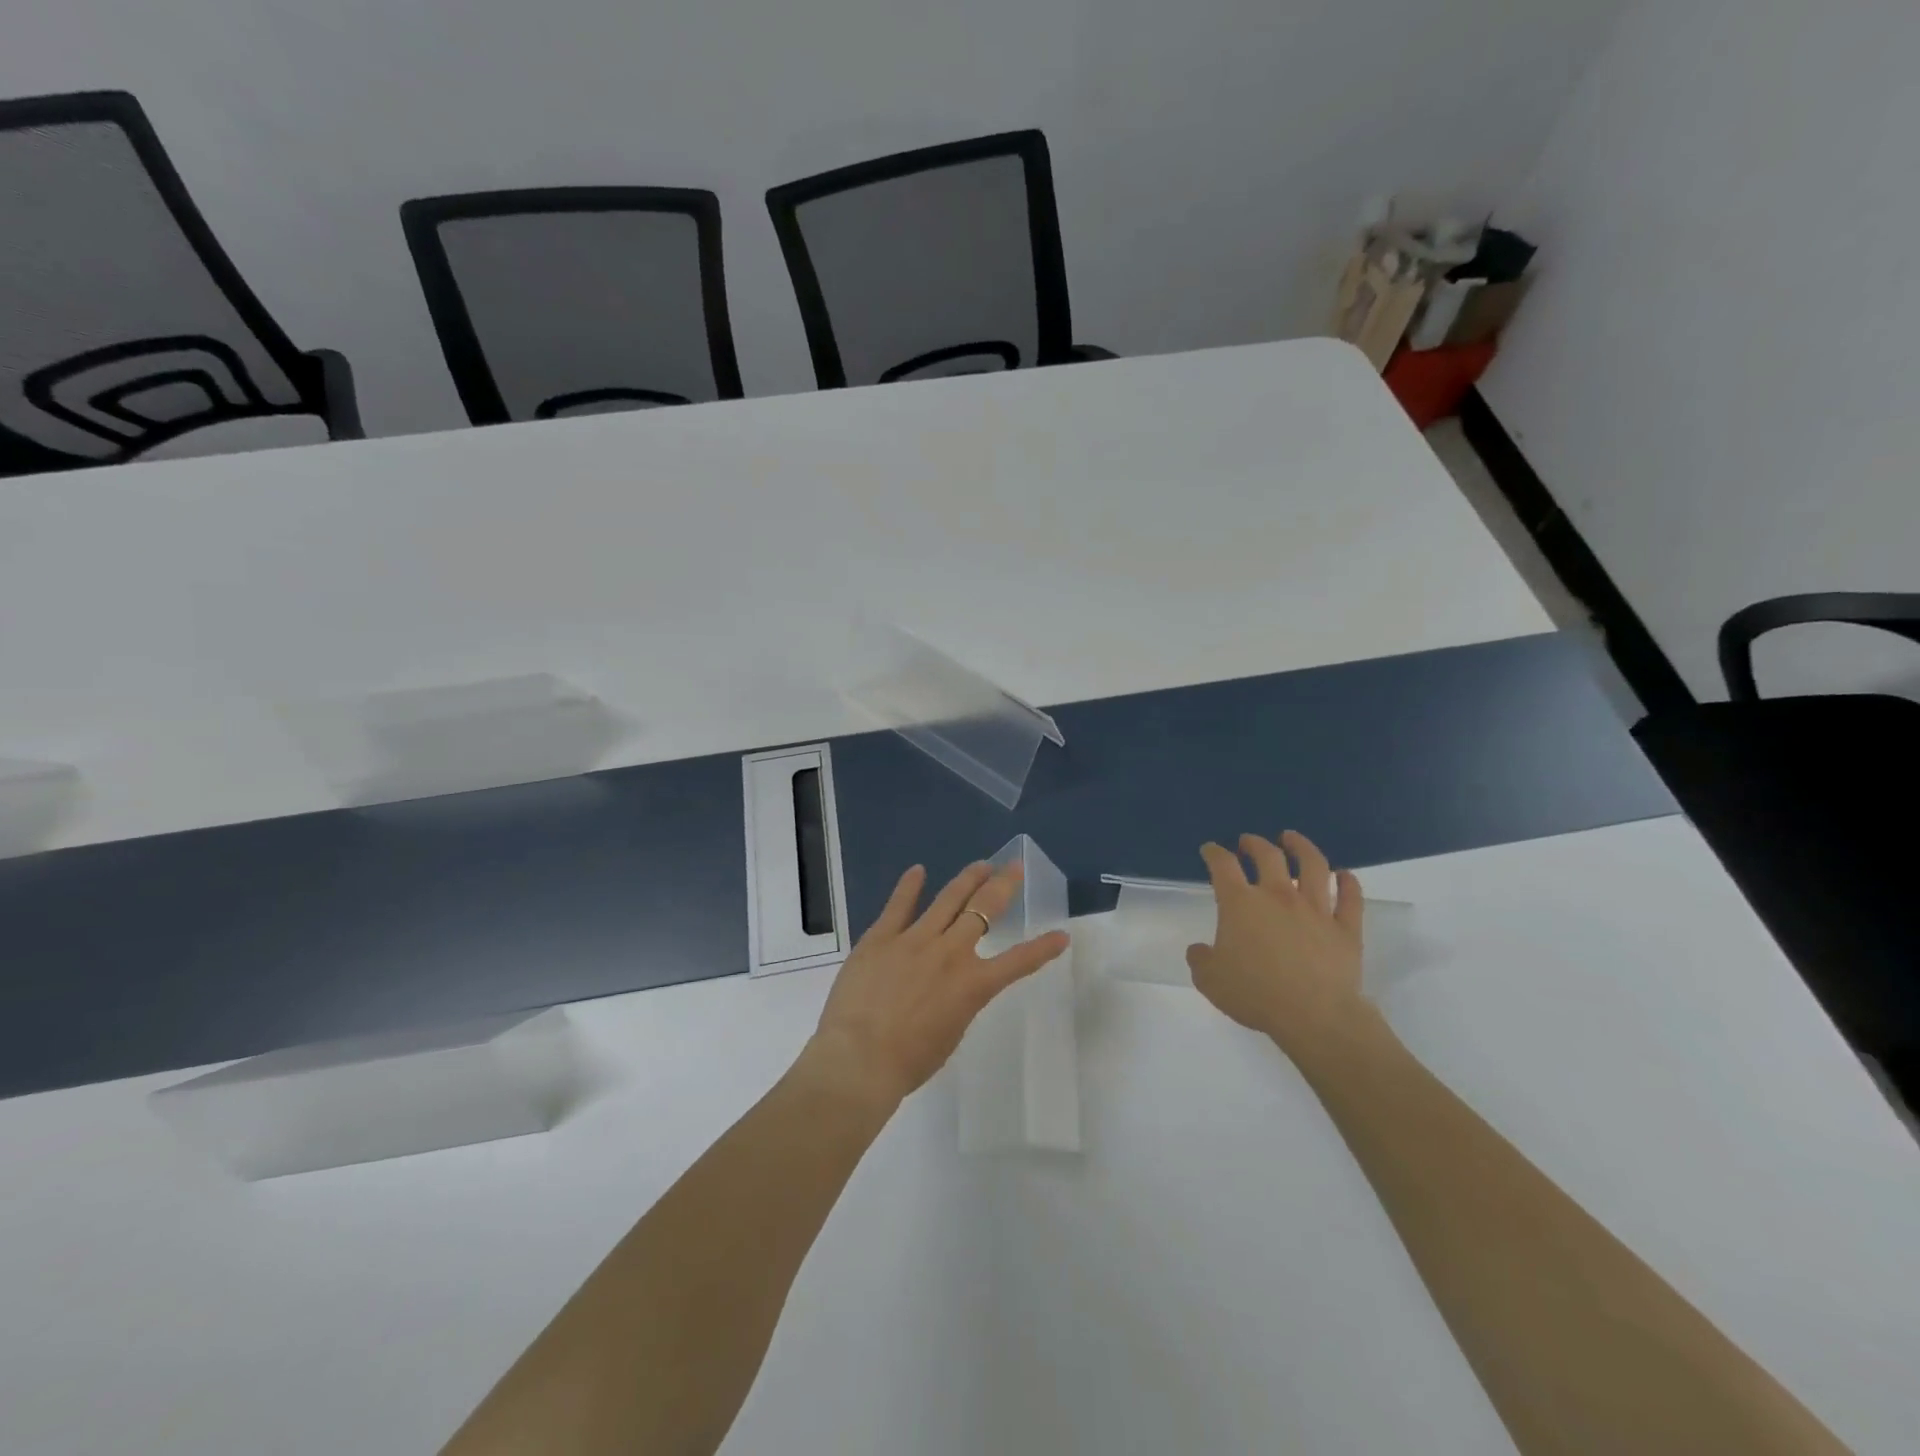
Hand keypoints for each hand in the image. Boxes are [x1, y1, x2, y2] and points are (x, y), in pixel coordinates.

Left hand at [805, 860, 1070, 1109]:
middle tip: (1014, 868)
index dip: (1043, 948)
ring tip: (981, 864)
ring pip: (948, 899)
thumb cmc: (908, 1062)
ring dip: (967, 878)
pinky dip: (909, 886)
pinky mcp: (882, 936)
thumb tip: (951, 988)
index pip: (1018, 962)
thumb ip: (958, 1004)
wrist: (859, 1058)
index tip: (1061, 935)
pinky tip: (917, 870)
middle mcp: (950, 953)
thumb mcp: (949, 1035)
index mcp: (972, 985)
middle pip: (984, 910)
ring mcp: (914, 939)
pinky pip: (899, 905)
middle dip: (1003, 886)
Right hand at [1185, 831, 1371, 1064]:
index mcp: (1241, 903)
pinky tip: (1344, 875)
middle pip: (1268, 856)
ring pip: (1313, 866)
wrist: (1314, 1016)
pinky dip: (1349, 883)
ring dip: (1301, 847)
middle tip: (1249, 842)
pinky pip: (1351, 898)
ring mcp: (1316, 909)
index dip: (1214, 853)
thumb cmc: (1255, 994)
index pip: (1223, 865)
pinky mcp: (1345, 928)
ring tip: (1293, 839)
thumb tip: (1200, 949)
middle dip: (1255, 843)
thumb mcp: (1210, 980)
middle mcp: (1278, 896)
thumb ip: (1201, 959)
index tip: (1210, 850)